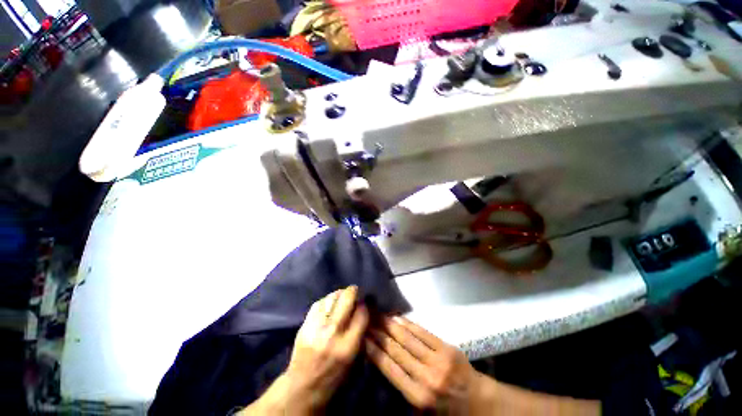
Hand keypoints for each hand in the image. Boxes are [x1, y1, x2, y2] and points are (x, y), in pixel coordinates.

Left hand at [285, 285, 368, 410]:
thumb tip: (363, 310)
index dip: (364, 305)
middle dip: (353, 292)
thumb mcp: (354, 361)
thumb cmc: (334, 378)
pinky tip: (329, 302)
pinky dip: (327, 299)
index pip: (361, 314)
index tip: (364, 303)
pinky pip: (318, 303)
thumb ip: (360, 334)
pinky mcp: (304, 325)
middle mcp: (332, 333)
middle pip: (346, 299)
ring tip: (342, 295)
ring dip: (340, 294)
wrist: (302, 388)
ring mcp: (316, 328)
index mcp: (348, 346)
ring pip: (331, 297)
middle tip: (355, 291)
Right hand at [364, 315, 484, 413]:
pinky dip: (409, 324)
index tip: (363, 336)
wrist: (477, 401)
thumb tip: (382, 363)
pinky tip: (398, 317)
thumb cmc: (445, 409)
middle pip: (396, 350)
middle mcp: (426, 377)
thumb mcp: (421, 410)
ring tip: (378, 314)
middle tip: (367, 319)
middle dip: (379, 333)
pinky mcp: (447, 348)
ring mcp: (438, 360)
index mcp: (417, 396)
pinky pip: (423, 333)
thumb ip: (402, 388)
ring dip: (391, 325)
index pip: (389, 368)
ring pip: (408, 338)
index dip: (375, 349)